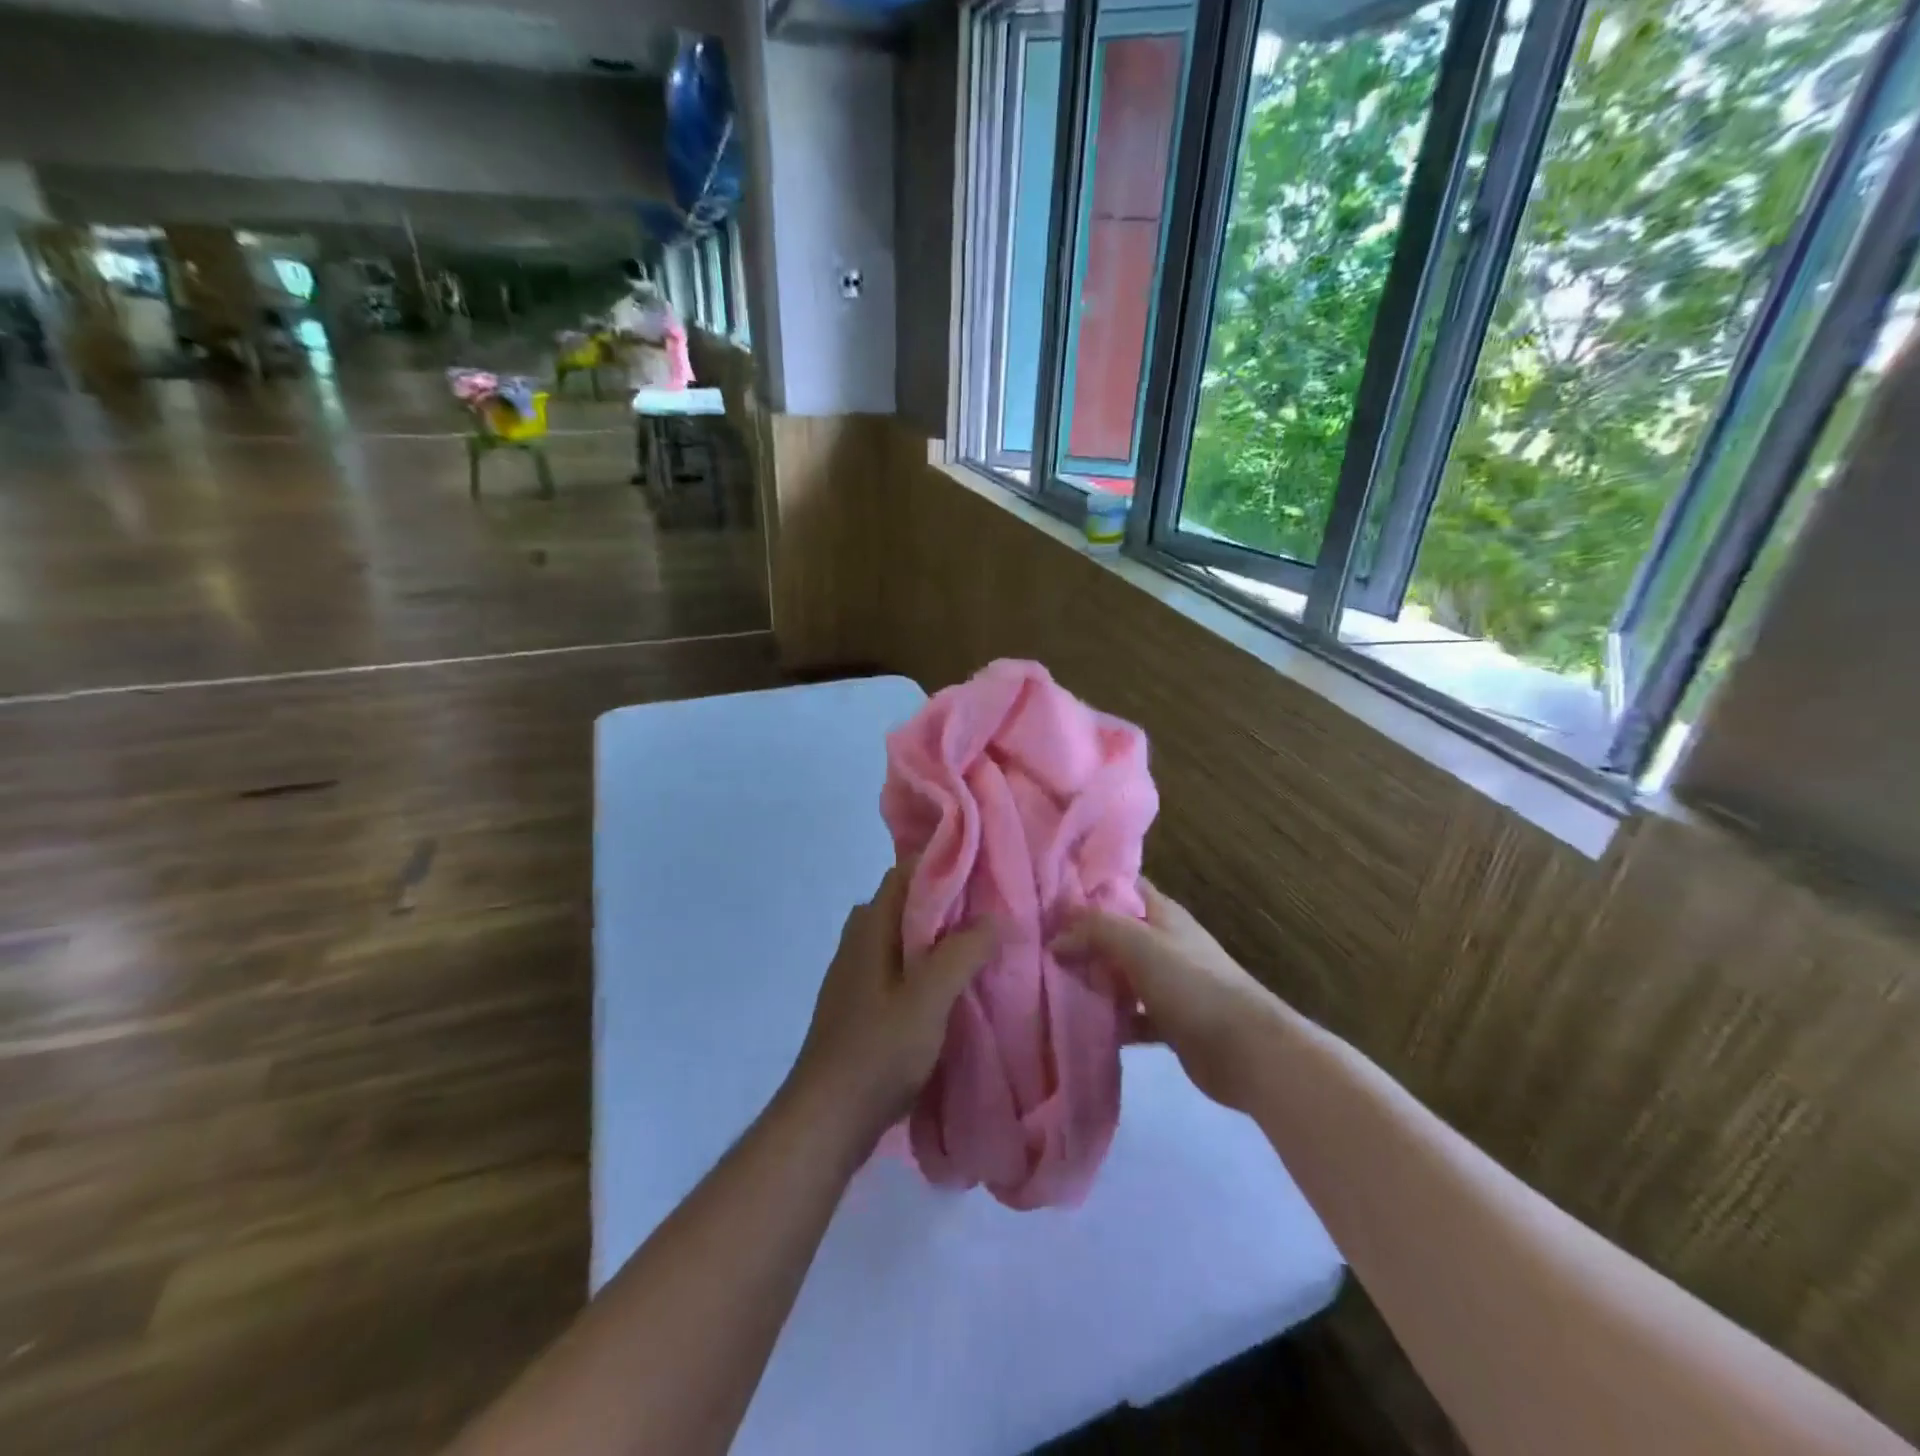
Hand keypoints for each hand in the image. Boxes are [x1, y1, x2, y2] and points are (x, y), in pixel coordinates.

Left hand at [787, 862, 1000, 1147]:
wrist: (827, 1118)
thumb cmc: (878, 1051)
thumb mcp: (929, 999)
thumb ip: (962, 953)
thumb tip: (995, 916)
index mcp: (870, 927)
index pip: (905, 871)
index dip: (944, 863)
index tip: (985, 869)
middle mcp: (858, 940)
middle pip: (905, 902)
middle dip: (946, 900)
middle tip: (991, 910)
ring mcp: (855, 973)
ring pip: (901, 936)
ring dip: (936, 935)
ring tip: (978, 946)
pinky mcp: (859, 1004)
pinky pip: (897, 965)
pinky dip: (924, 963)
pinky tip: (949, 987)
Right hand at [1051, 879, 1281, 1110]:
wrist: (1246, 1049)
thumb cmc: (1192, 984)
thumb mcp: (1139, 943)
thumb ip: (1095, 930)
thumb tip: (1056, 937)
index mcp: (1163, 914)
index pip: (1123, 885)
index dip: (1090, 884)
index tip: (1051, 891)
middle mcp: (1165, 943)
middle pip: (1116, 931)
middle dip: (1082, 935)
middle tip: (1038, 941)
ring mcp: (1168, 983)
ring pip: (1120, 974)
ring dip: (1092, 978)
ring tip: (1048, 981)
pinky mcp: (1169, 1022)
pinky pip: (1130, 1015)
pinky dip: (1110, 1019)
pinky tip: (1081, 1024)